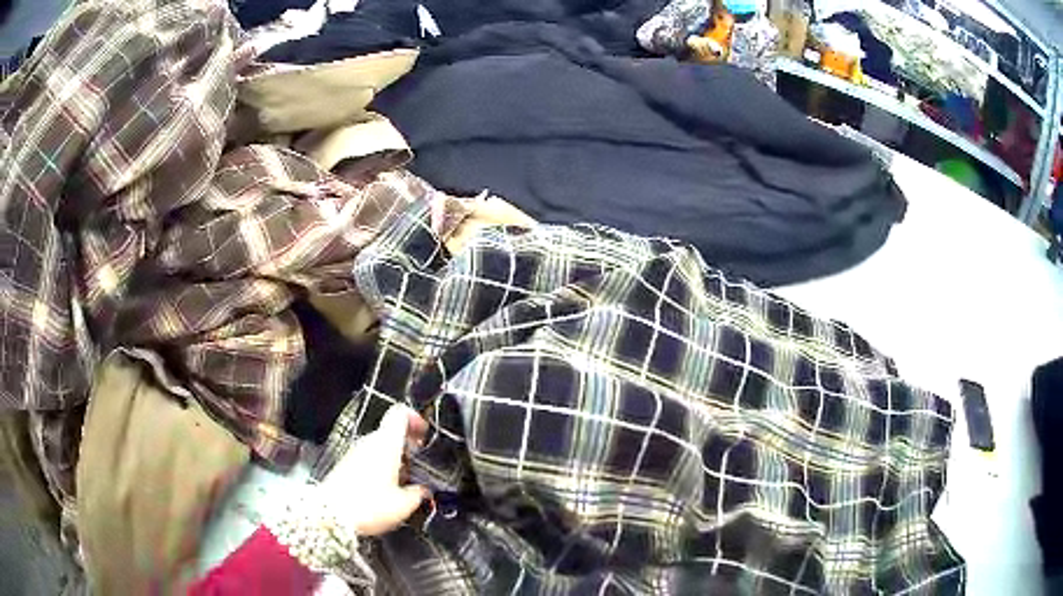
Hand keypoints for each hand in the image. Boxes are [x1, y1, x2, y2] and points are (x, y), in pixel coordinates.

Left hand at [319, 404, 429, 536]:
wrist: (331, 515)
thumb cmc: (367, 506)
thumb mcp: (403, 505)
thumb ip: (418, 493)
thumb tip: (424, 491)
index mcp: (386, 444)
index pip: (400, 414)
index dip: (415, 418)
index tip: (424, 432)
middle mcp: (369, 443)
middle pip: (391, 432)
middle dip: (407, 446)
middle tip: (419, 464)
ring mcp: (355, 453)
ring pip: (380, 446)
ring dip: (394, 458)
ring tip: (404, 481)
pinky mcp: (346, 465)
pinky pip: (368, 458)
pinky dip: (381, 467)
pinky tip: (386, 489)